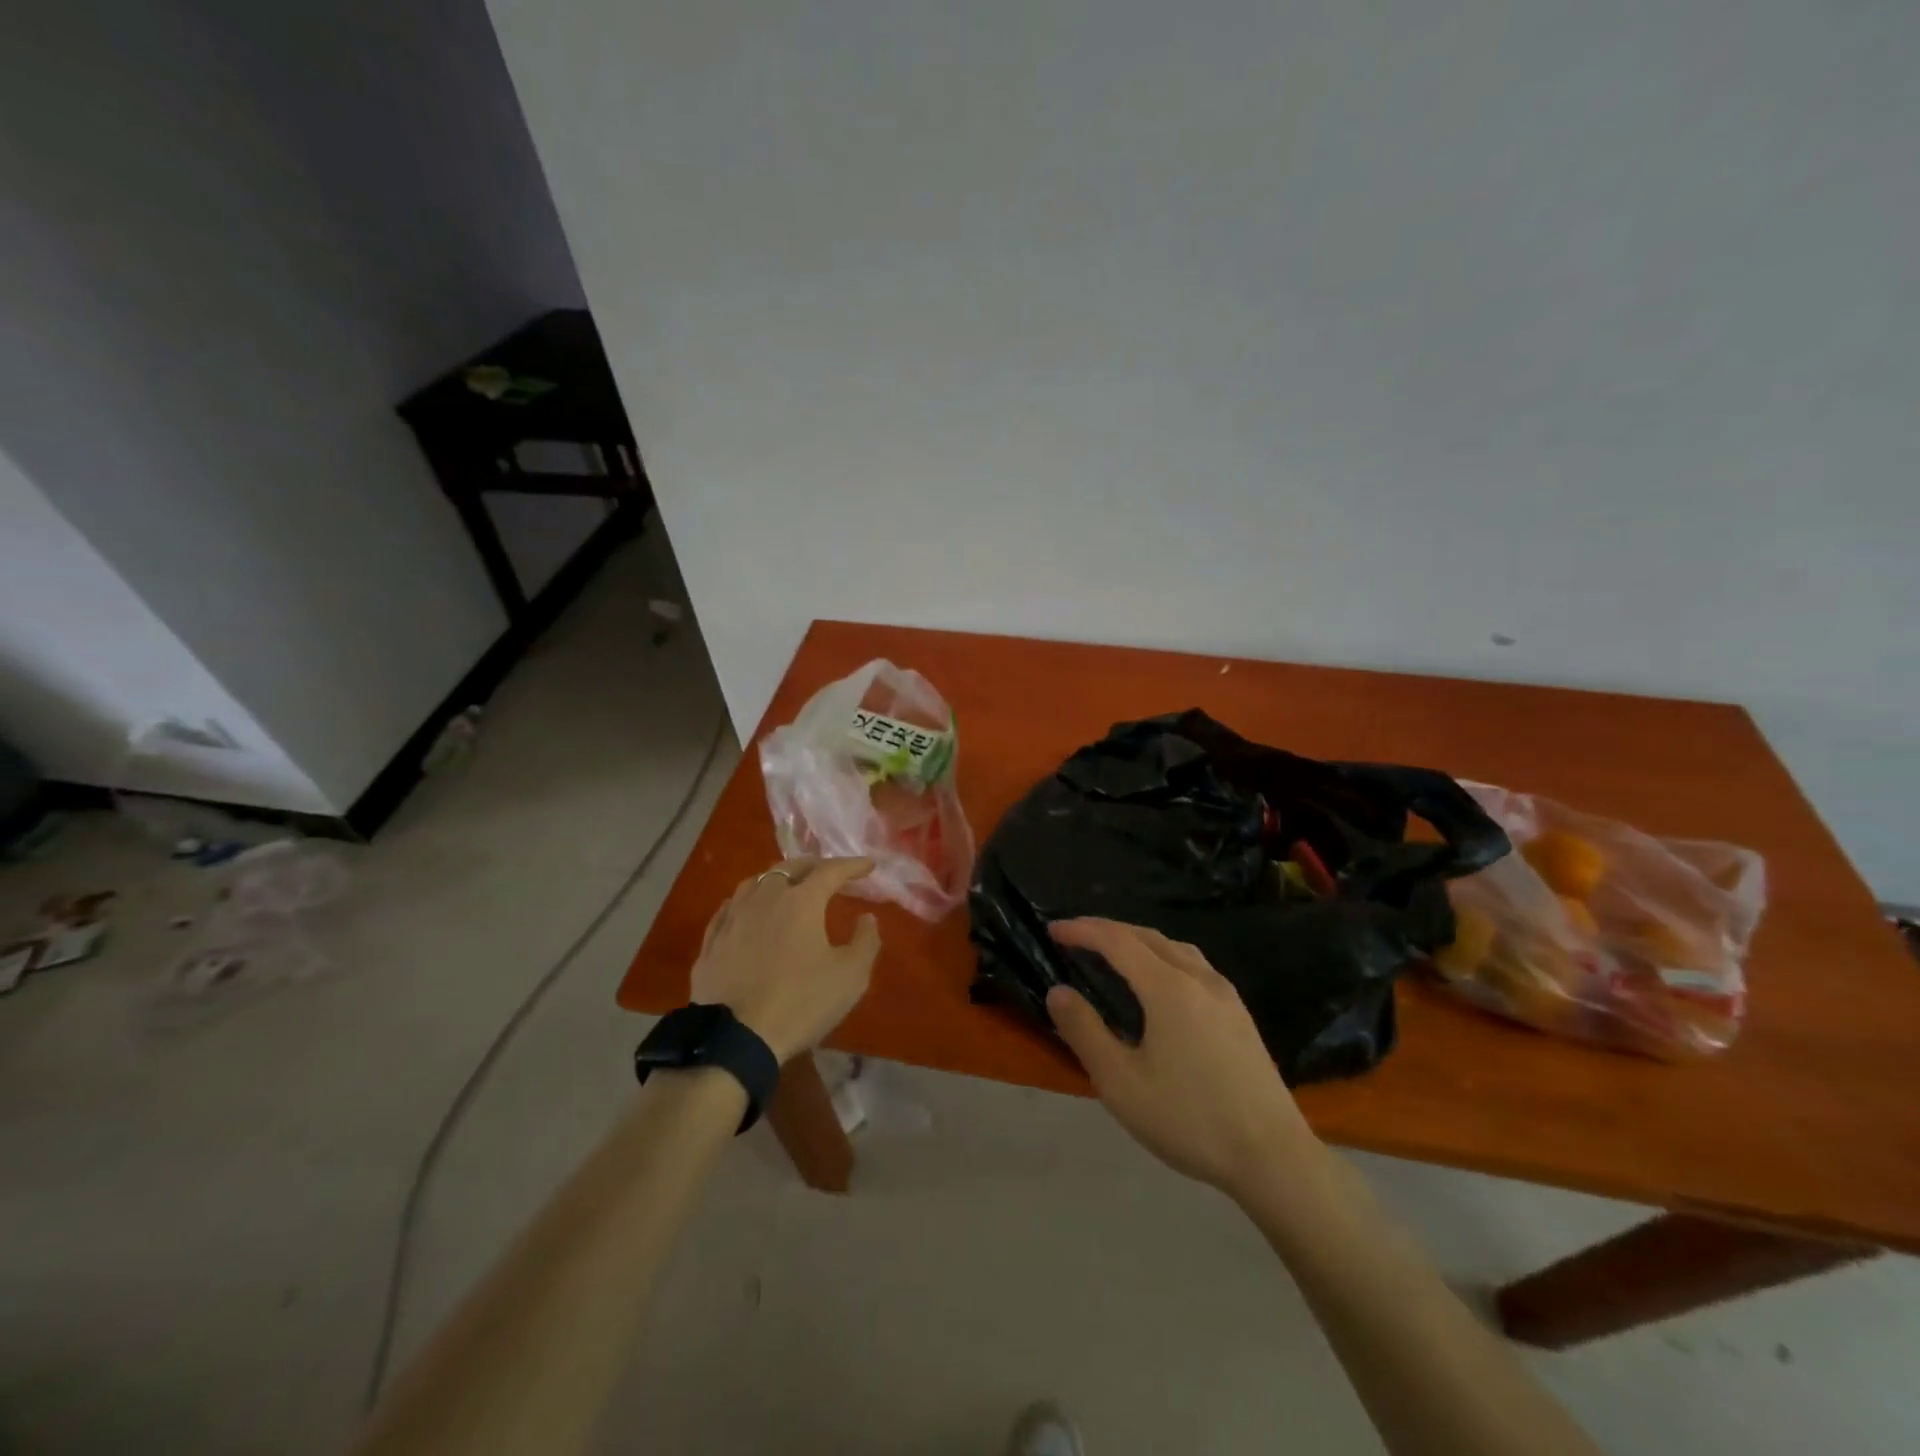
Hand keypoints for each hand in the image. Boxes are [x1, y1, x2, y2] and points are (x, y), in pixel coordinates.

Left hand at [691, 857, 881, 1062]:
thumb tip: (867, 918)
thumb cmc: (800, 1003)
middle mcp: (765, 897)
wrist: (735, 1040)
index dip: (852, 865)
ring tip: (790, 885)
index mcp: (801, 901)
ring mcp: (733, 917)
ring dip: (779, 878)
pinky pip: (731, 907)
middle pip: (790, 867)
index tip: (868, 865)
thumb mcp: (850, 977)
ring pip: (756, 881)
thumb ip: (866, 941)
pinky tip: (750, 910)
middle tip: (830, 873)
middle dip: (814, 865)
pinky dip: (749, 900)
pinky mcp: (711, 941)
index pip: (830, 870)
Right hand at [1046, 919, 1318, 1199]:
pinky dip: (1163, 957)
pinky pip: (1194, 966)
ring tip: (1114, 953)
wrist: (1274, 1158)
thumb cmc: (1190, 1120)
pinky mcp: (1240, 1015)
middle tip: (1075, 937)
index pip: (1117, 941)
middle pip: (1147, 936)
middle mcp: (1199, 978)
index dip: (1082, 930)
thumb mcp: (1121, 1083)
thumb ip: (1085, 1032)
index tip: (1053, 930)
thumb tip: (1058, 992)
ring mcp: (1226, 995)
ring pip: (1175, 948)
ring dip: (1138, 941)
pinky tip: (1160, 983)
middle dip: (1108, 930)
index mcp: (1169, 988)